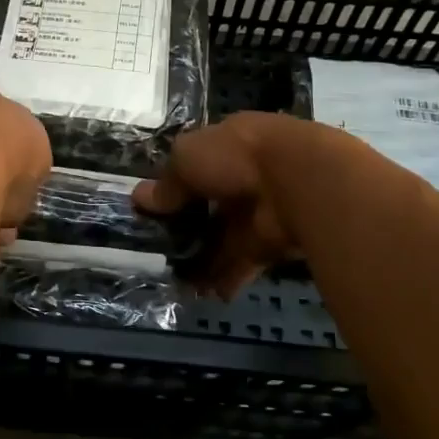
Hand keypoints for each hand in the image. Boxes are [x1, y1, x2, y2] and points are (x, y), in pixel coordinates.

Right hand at [134, 112, 306, 297]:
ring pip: (225, 237)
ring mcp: (260, 209)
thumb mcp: (187, 159)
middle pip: (211, 206)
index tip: (154, 211)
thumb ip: (167, 183)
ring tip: (177, 281)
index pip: (197, 167)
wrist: (298, 181)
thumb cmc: (236, 157)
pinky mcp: (272, 241)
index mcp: (228, 145)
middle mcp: (245, 176)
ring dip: (204, 259)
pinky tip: (204, 293)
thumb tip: (140, 199)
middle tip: (161, 251)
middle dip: (188, 229)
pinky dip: (226, 276)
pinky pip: (243, 260)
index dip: (175, 187)